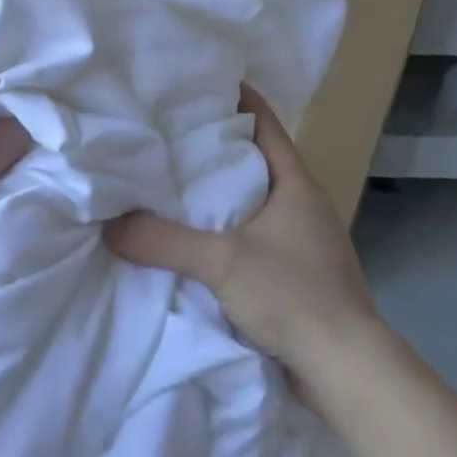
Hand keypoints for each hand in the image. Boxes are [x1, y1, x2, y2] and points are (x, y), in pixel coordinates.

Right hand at [103, 87, 380, 376]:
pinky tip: (191, 237)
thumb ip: (163, 240)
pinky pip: (251, 235)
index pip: (264, 124)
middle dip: (212, 146)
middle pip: (254, 160)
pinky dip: (222, 229)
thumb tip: (109, 225)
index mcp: (296, 184)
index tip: (194, 84)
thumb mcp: (221, 261)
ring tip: (169, 182)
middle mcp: (302, 204)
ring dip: (217, 192)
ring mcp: (302, 241)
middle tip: (164, 133)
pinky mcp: (295, 274)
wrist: (346, 372)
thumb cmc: (294, 295)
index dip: (234, 100)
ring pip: (251, 200)